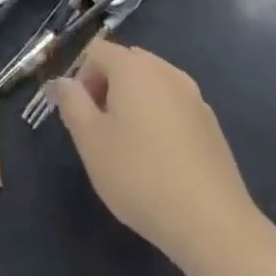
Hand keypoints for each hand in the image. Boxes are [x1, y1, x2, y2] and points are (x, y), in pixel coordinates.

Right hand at [52, 39, 261, 258]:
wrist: (213, 224)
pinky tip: (161, 162)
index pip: (96, 51)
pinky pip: (174, 107)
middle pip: (126, 63)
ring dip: (134, 103)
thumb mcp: (90, 141)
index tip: (81, 117)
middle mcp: (165, 71)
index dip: (81, 78)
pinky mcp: (212, 125)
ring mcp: (194, 97)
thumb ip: (71, 103)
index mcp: (133, 67)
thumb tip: (63, 82)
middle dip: (107, 88)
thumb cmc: (140, 176)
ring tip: (130, 148)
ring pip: (152, 85)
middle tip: (101, 131)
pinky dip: (161, 120)